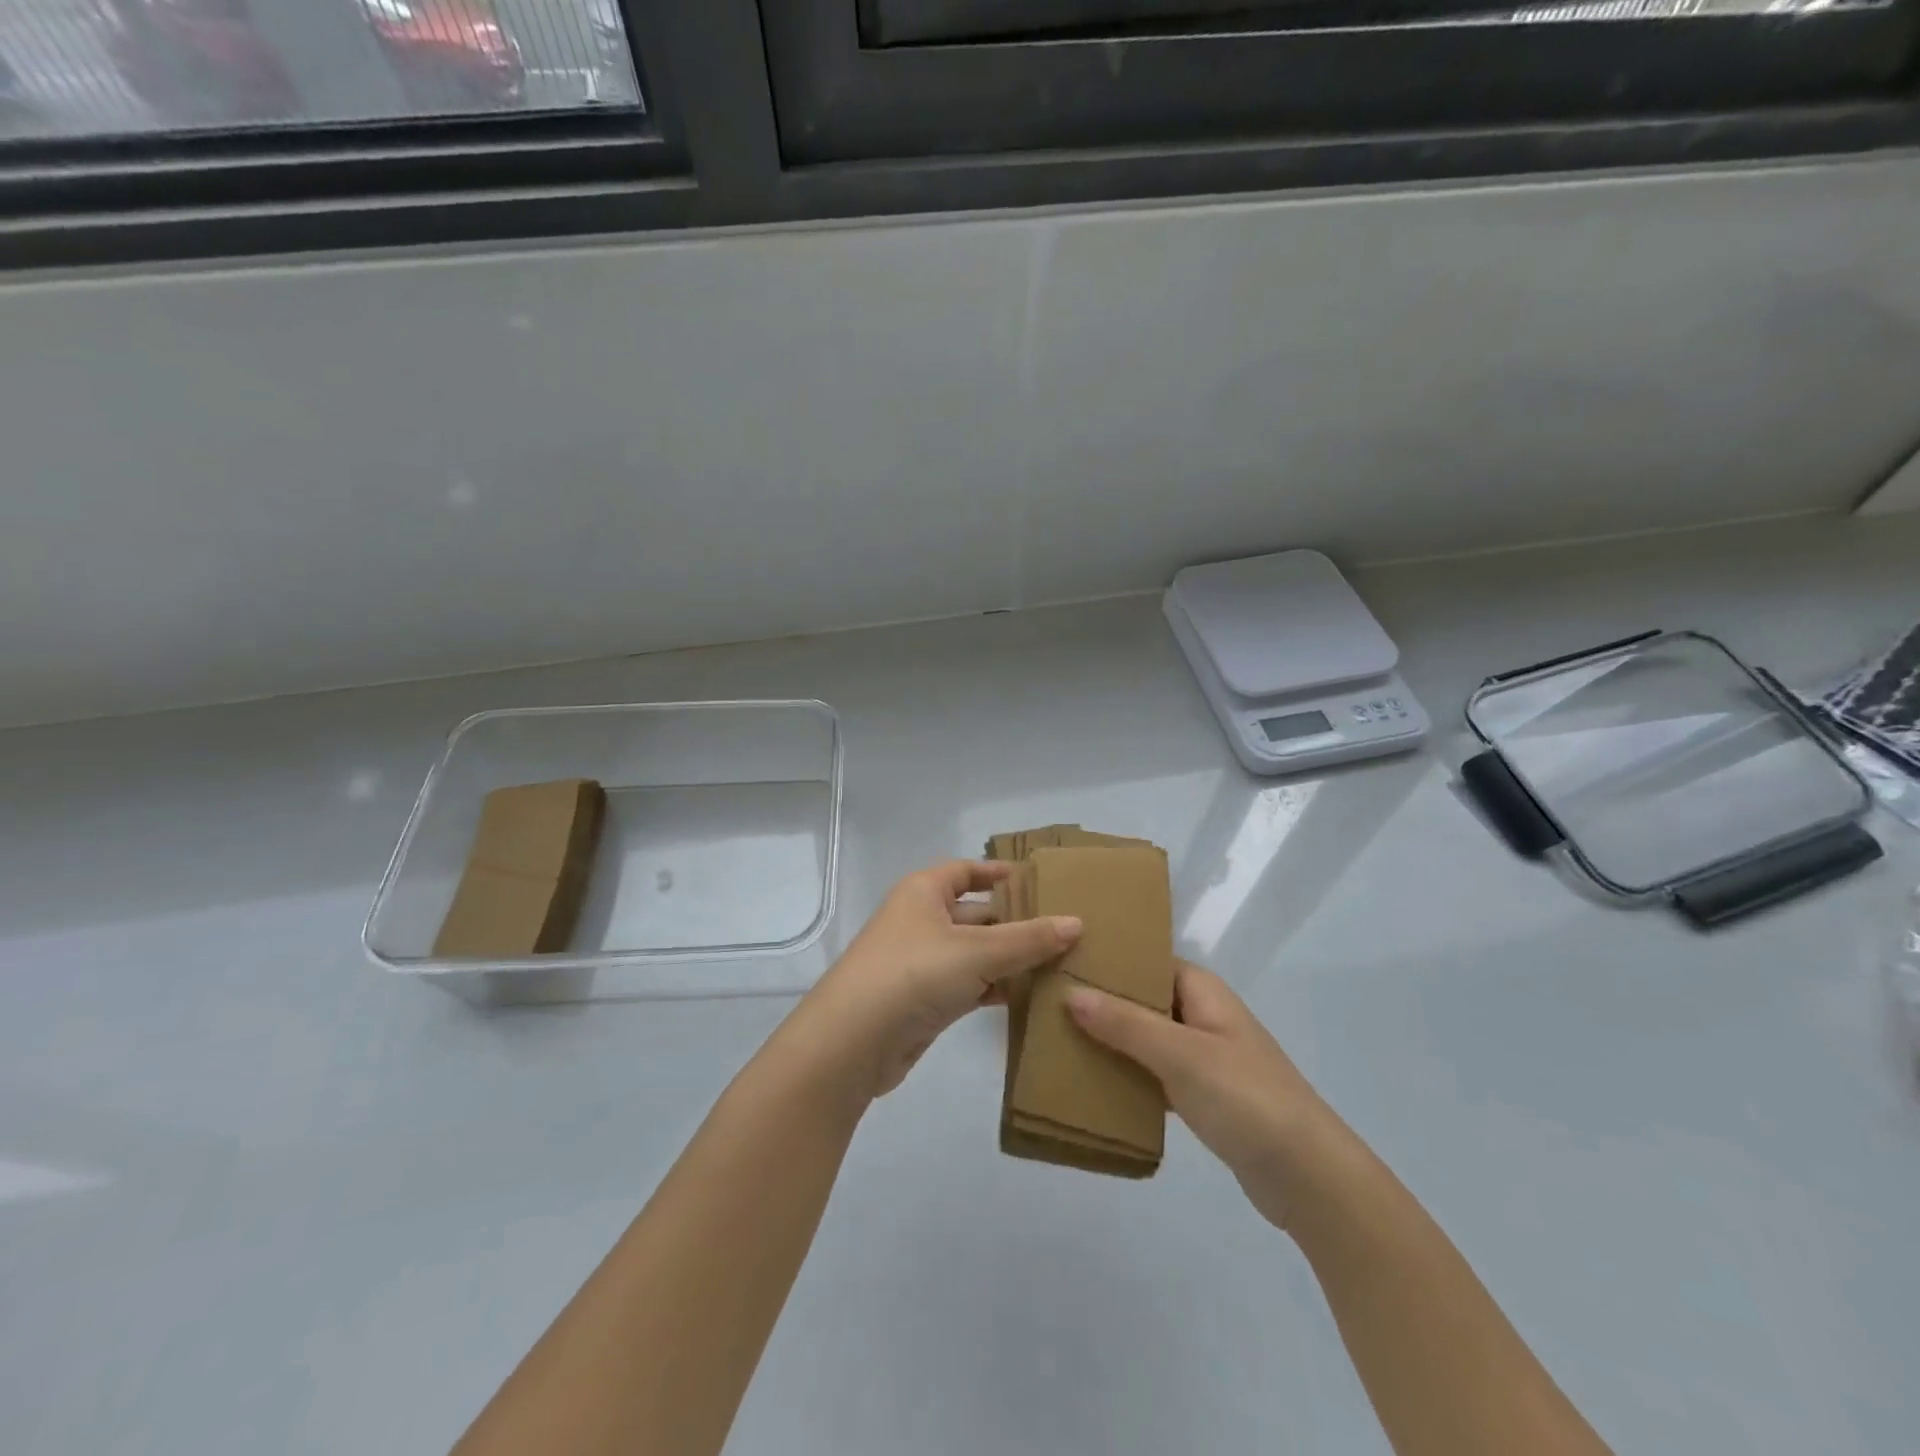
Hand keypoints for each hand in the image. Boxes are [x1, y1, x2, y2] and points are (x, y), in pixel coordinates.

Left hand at [796, 861, 1081, 1099]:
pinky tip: (1031, 997)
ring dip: (1011, 959)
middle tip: (1068, 930)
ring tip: (1061, 964)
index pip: (967, 871)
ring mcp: (923, 962)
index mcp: (925, 892)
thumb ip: (1028, 939)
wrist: (853, 1042)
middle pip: (977, 913)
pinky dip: (996, 988)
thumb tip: (1076, 923)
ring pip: (976, 952)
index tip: (1040, 882)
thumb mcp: (977, 951)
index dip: (1000, 873)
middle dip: (1017, 922)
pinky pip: (970, 984)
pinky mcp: (927, 1000)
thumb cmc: (913, 974)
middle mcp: (922, 920)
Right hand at [1067, 963, 1336, 1229]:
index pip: (1147, 961)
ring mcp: (1205, 1057)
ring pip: (1146, 1038)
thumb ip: (1125, 1023)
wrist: (1308, 1176)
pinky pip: (1155, 1074)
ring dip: (1112, 1041)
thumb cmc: (1245, 1098)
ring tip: (1059, 1039)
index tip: (1061, 961)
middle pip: (1144, 999)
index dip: (1108, 960)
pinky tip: (1093, 1084)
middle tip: (1049, 1003)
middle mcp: (1203, 1015)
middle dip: (1102, 1002)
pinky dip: (1129, 1076)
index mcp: (1202, 991)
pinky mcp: (1204, 1096)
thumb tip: (1071, 992)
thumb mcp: (1180, 1054)